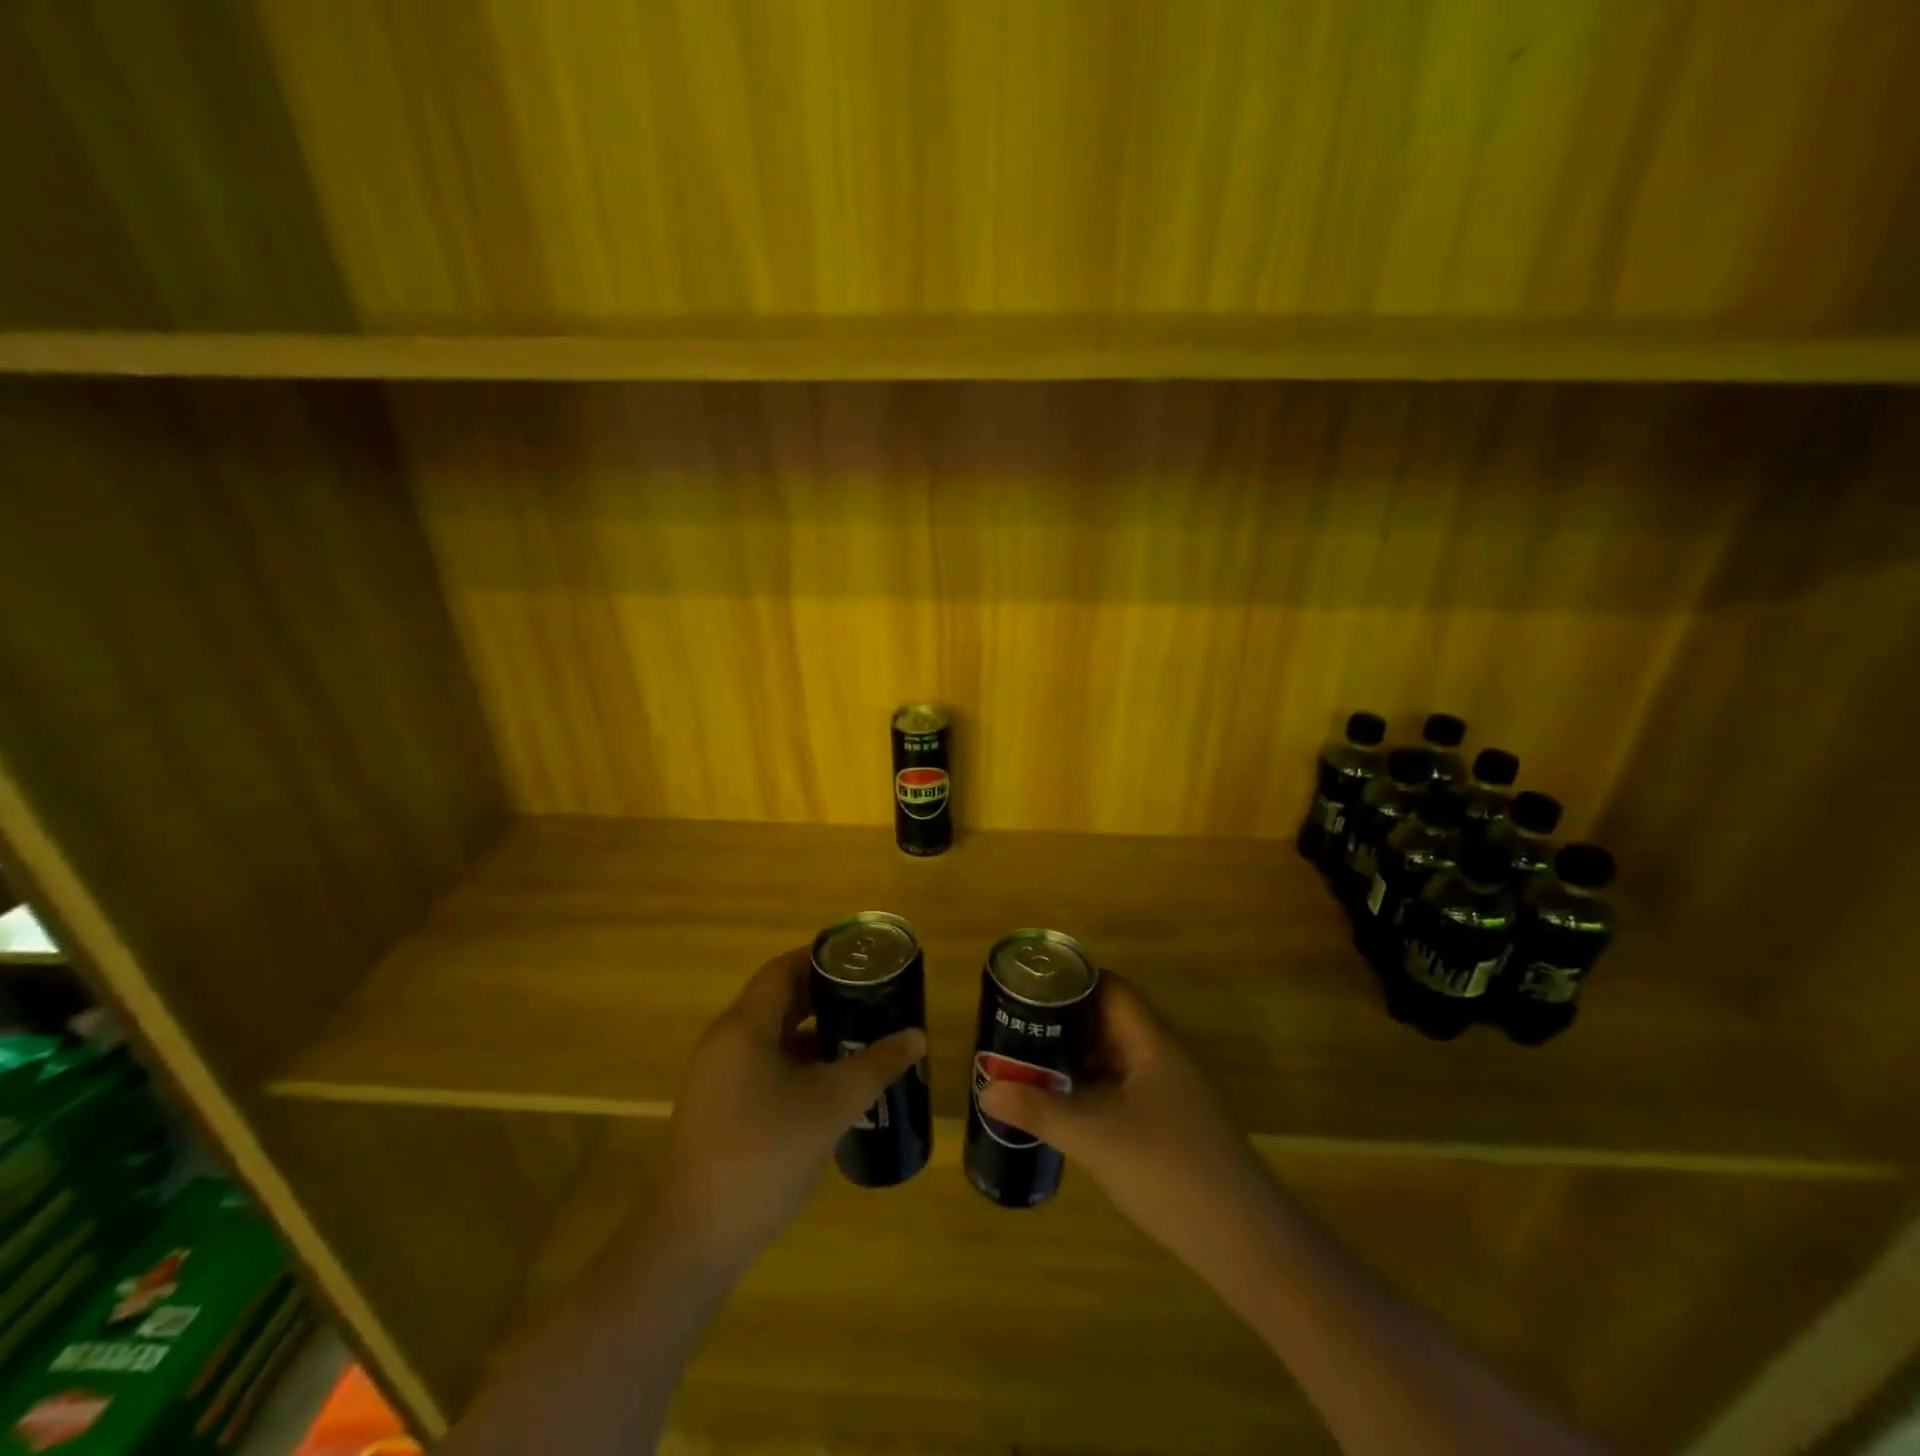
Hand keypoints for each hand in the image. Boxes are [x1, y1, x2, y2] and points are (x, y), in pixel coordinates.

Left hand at [660, 948, 925, 1268]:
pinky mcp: (721, 1109)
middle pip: (779, 1001)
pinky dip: (799, 1063)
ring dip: (815, 1033)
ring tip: (862, 1035)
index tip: (863, 961)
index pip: (784, 970)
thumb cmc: (763, 1155)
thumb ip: (876, 1065)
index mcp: (744, 1027)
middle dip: (826, 996)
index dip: (823, 959)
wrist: (694, 1240)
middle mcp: (726, 1042)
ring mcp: (720, 1078)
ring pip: (774, 1037)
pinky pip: (765, 1066)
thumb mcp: (831, 1105)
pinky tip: (834, 1083)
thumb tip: (916, 1036)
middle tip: (872, 997)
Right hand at [978, 975, 1275, 1270]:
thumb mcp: (1097, 1138)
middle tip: (1016, 1027)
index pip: (1110, 989)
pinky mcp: (1168, 1127)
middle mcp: (1161, 1058)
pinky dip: (1090, 1090)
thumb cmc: (1171, 1171)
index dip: (1071, 981)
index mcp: (1151, 1043)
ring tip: (1028, 1063)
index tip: (1028, 986)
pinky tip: (1062, 1108)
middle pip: (1107, 1022)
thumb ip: (1040, 1110)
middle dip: (1063, 1022)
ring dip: (1075, 1059)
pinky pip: (1120, 1090)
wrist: (1246, 1243)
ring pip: (1113, 1059)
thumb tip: (987, 1087)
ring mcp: (1167, 1094)